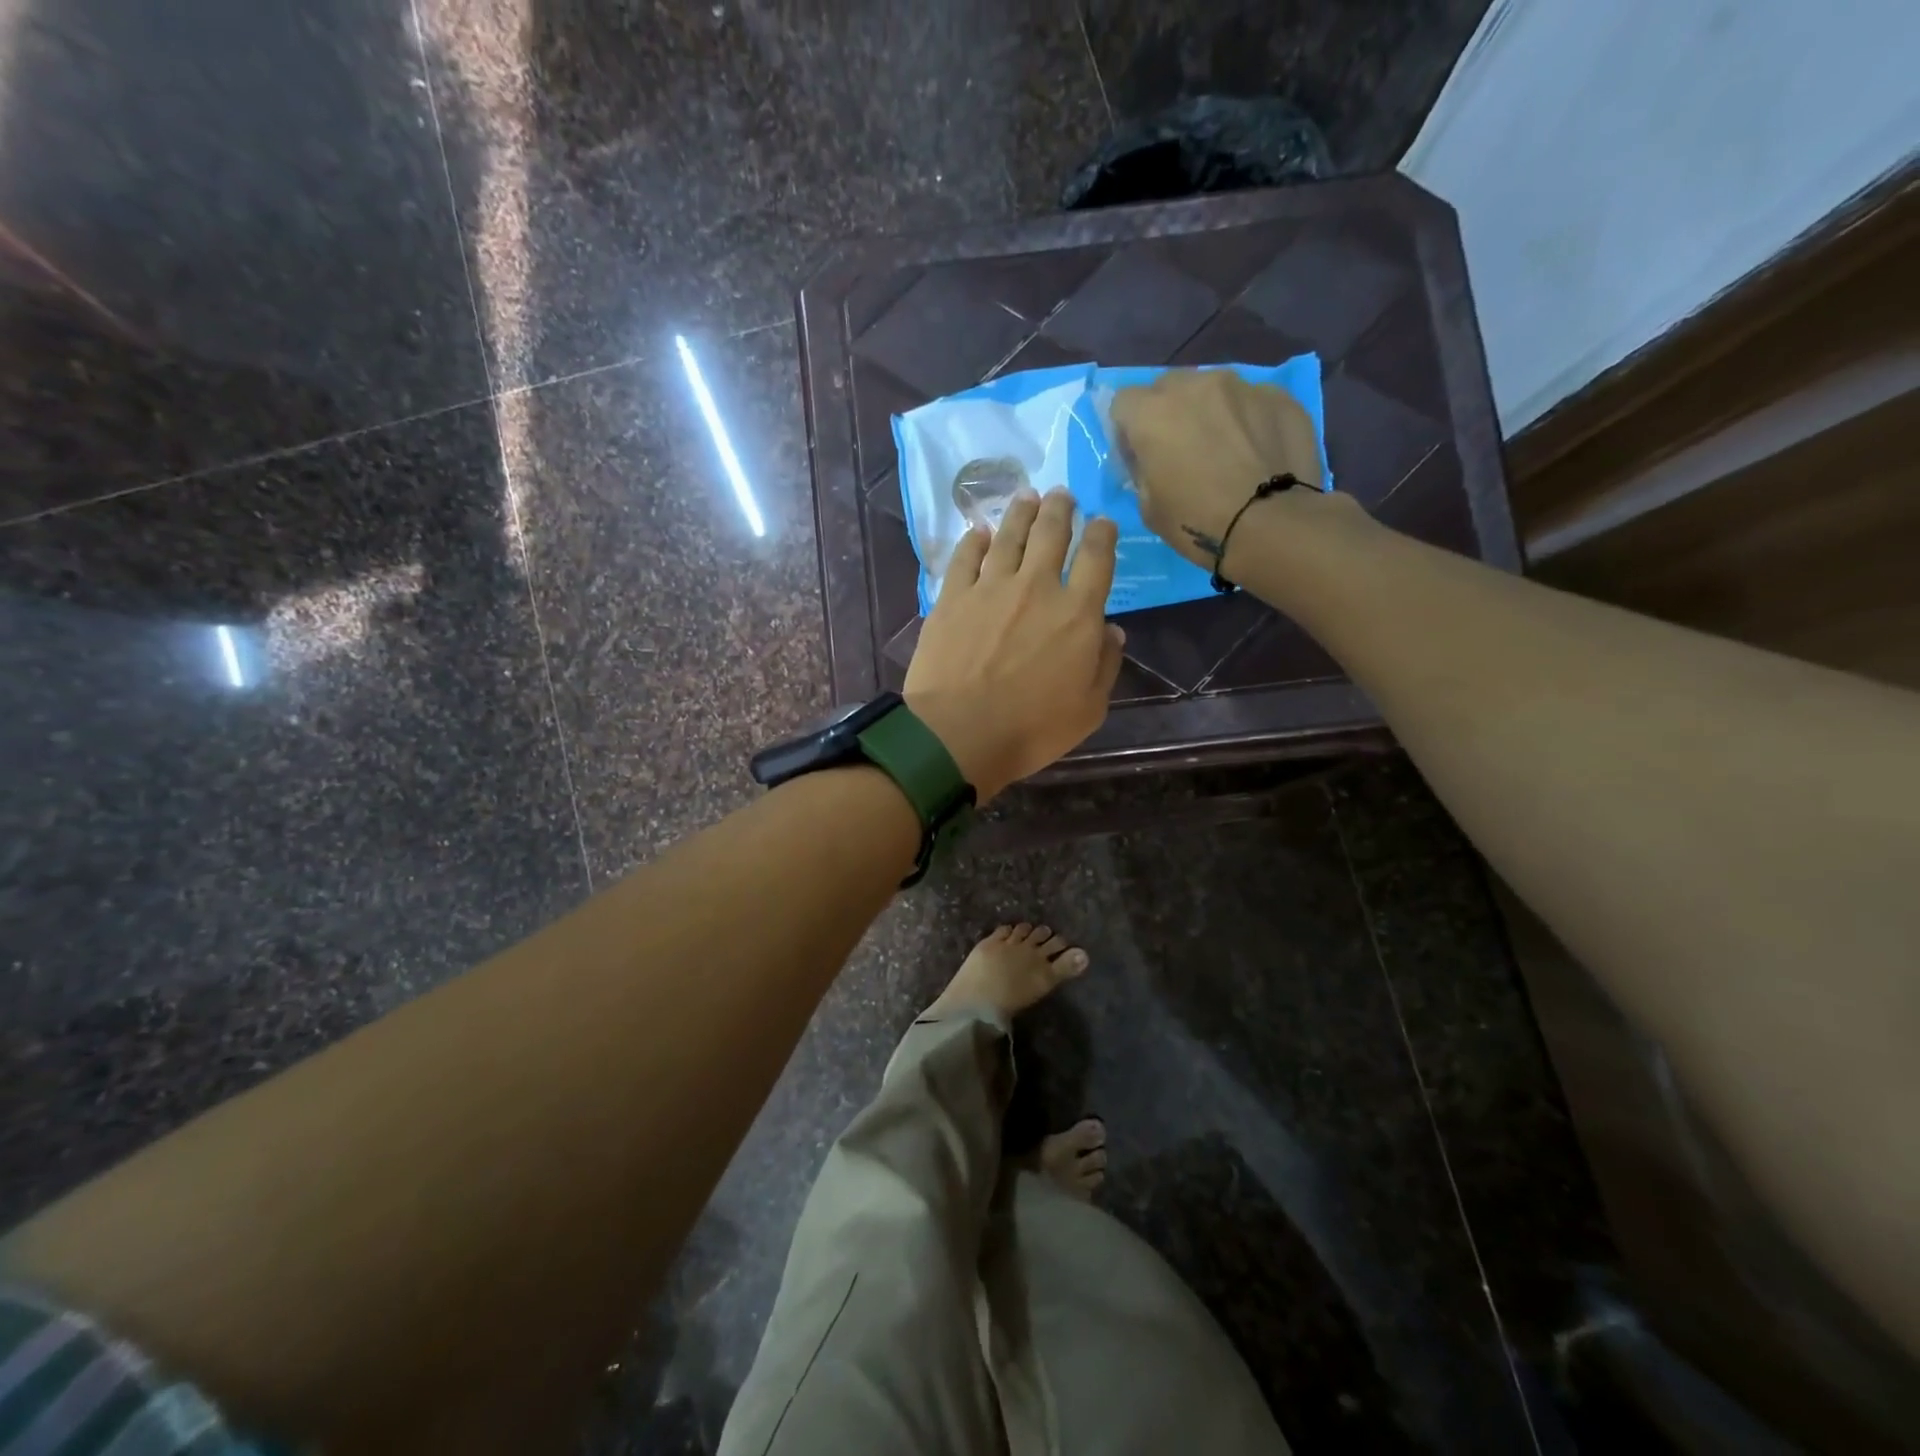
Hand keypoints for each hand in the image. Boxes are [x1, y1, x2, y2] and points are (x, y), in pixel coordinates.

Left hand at [904, 486, 1124, 799]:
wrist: (959, 734)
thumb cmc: (1031, 729)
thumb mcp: (1089, 709)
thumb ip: (1105, 665)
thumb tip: (1111, 630)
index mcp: (1077, 613)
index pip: (1097, 558)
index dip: (1103, 534)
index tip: (1103, 522)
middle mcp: (1036, 587)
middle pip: (1052, 533)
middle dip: (1060, 509)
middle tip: (1061, 495)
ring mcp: (990, 587)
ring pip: (1009, 536)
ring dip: (1021, 512)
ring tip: (1027, 496)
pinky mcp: (952, 597)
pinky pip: (965, 558)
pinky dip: (973, 541)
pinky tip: (977, 532)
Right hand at [1110, 369, 1326, 571]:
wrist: (1272, 527)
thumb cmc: (1198, 522)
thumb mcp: (1148, 507)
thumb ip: (1143, 470)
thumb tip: (1151, 460)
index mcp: (1152, 413)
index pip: (1124, 402)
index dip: (1127, 430)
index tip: (1139, 456)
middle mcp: (1195, 386)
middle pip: (1168, 387)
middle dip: (1168, 413)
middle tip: (1180, 450)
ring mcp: (1242, 386)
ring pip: (1213, 389)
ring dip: (1209, 412)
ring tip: (1225, 449)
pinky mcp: (1280, 397)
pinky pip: (1252, 401)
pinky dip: (1248, 420)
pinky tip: (1257, 452)